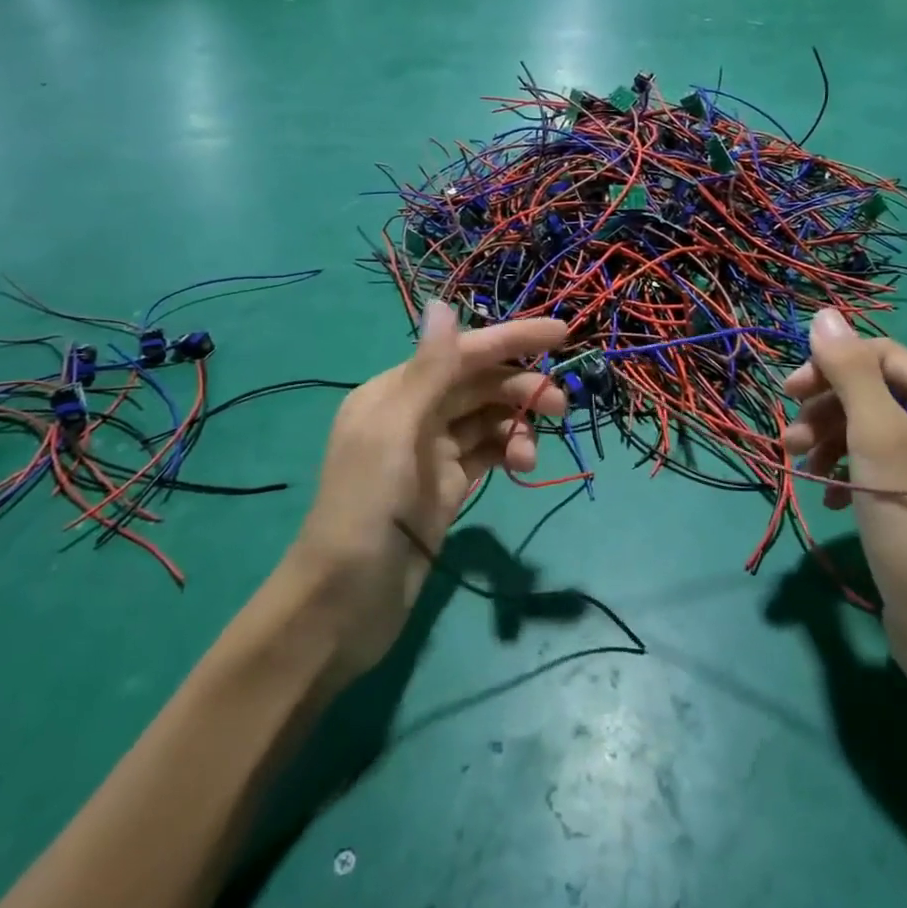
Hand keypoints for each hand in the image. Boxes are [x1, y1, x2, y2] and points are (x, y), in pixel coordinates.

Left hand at [286, 302, 566, 679]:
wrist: (344, 603)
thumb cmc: (366, 509)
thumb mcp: (396, 433)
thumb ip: (428, 371)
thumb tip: (443, 303)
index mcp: (394, 392)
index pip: (461, 352)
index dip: (510, 339)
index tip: (561, 334)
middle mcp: (413, 414)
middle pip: (479, 384)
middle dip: (520, 388)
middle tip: (560, 407)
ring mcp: (431, 453)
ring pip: (487, 420)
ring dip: (516, 426)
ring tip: (530, 456)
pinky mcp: (447, 487)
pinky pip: (487, 453)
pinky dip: (508, 452)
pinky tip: (521, 467)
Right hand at [782, 310, 906, 686]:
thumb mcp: (878, 440)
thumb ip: (850, 374)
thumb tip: (824, 314)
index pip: (883, 356)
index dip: (832, 366)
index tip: (788, 393)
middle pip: (874, 392)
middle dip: (826, 409)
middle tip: (788, 437)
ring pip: (869, 428)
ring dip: (828, 440)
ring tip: (797, 465)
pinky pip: (875, 463)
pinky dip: (845, 471)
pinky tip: (829, 497)